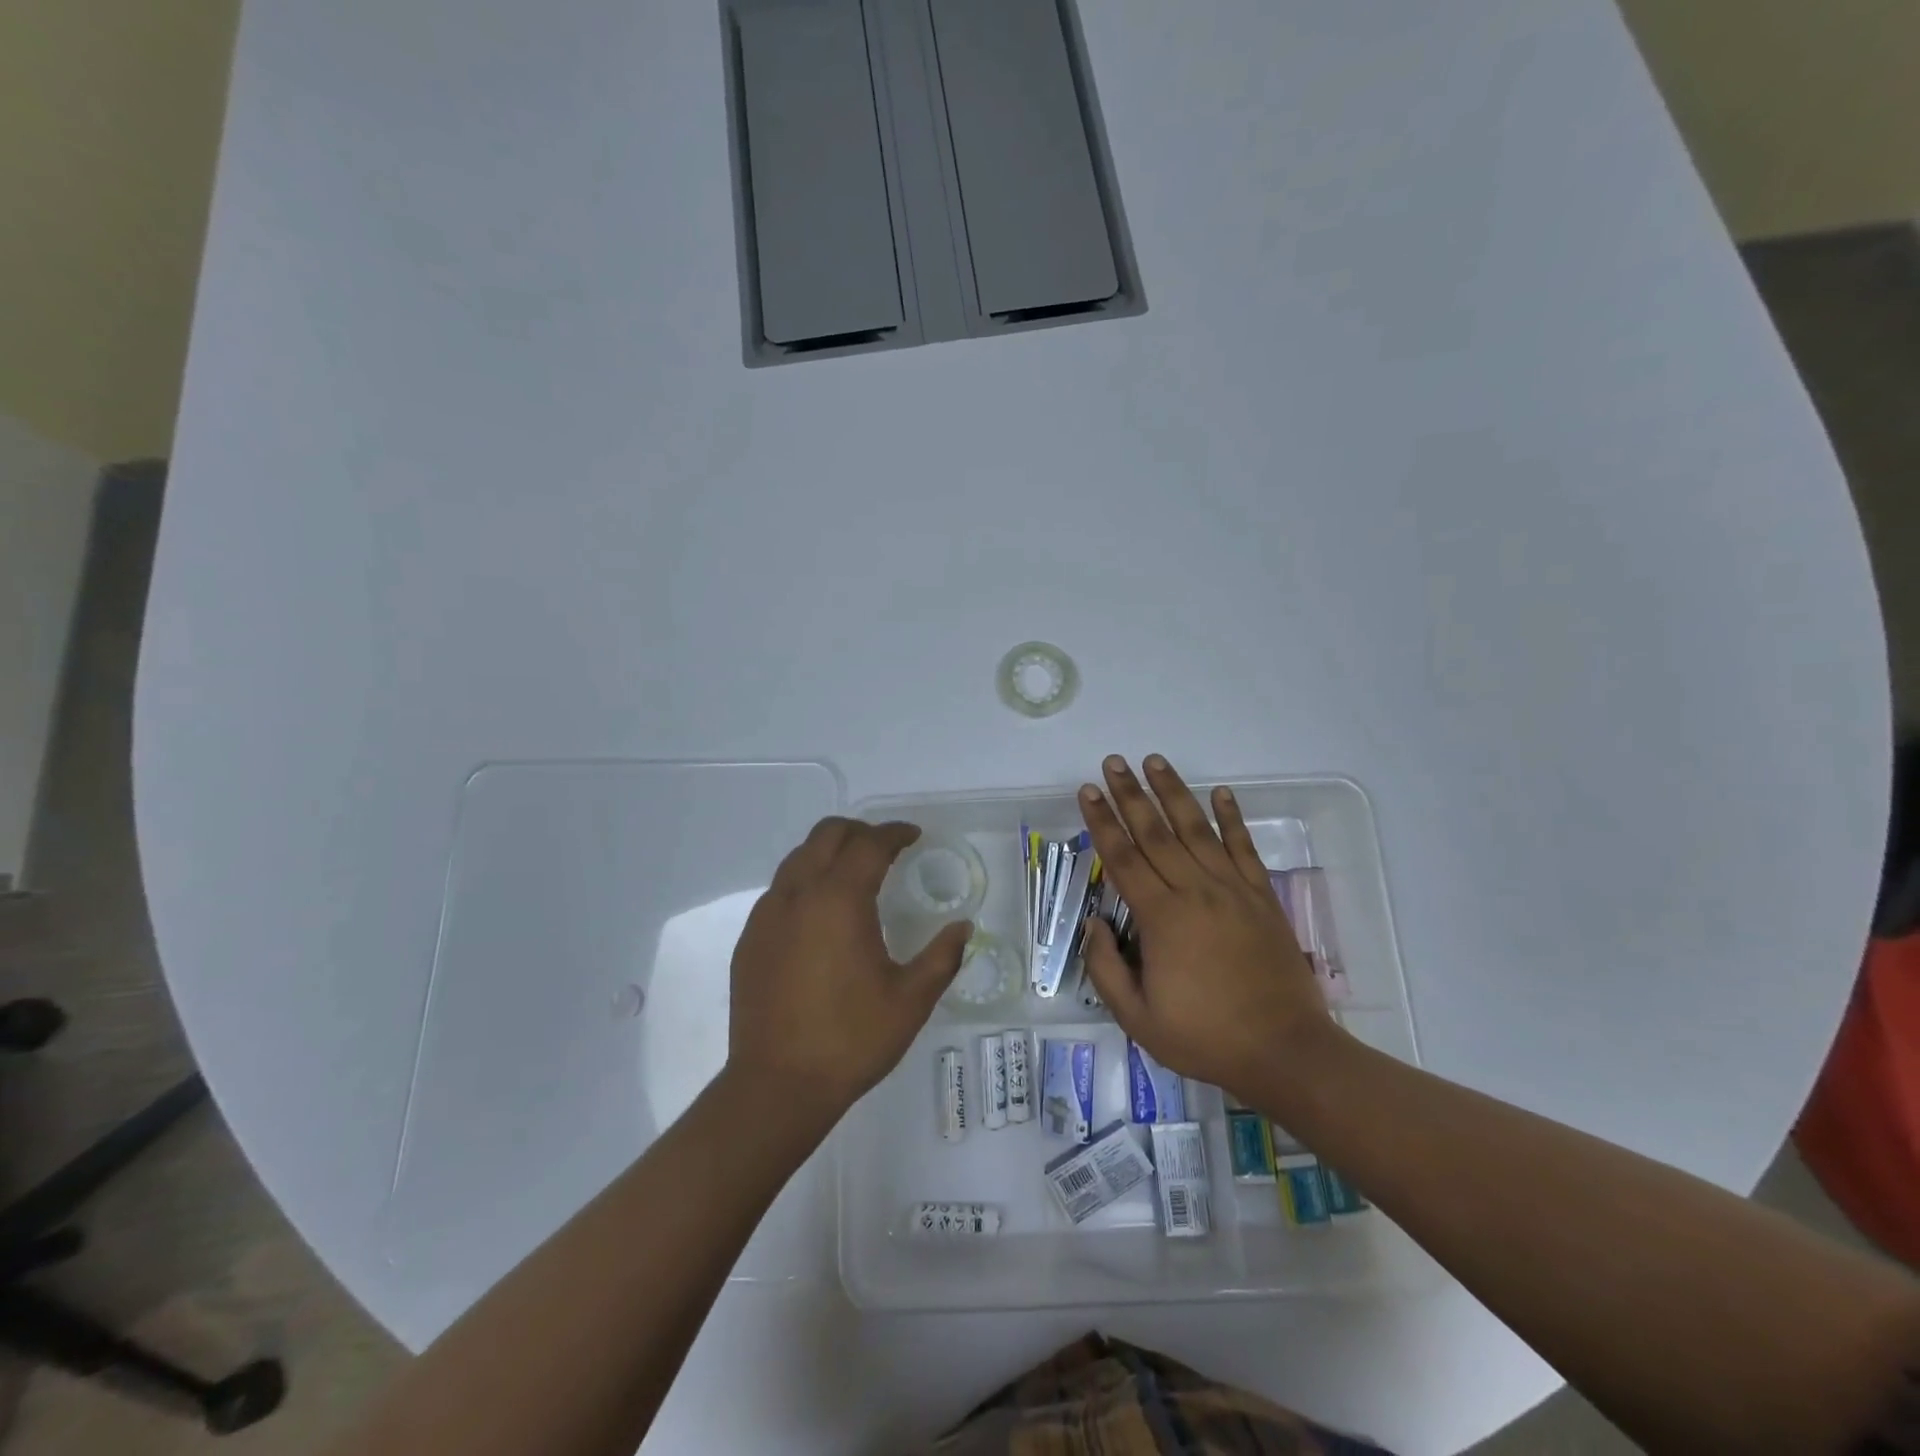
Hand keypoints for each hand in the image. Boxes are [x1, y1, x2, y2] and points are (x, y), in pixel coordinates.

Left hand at [728, 818, 970, 1123]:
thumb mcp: (911, 1000)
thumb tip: (962, 928)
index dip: (894, 833)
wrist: (777, 1085)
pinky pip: (780, 889)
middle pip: (826, 835)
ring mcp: (767, 915)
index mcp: (839, 900)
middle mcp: (799, 894)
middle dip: (859, 831)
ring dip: (829, 853)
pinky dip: (805, 881)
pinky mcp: (750, 939)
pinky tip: (820, 915)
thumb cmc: (851, 1039)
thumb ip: (942, 956)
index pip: (869, 844)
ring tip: (854, 875)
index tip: (913, 836)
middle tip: (885, 848)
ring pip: (798, 858)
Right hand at [1079, 755, 1333, 1100]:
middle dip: (1130, 794)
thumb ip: (1106, 968)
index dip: (1102, 822)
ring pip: (1197, 829)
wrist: (1284, 1050)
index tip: (1088, 790)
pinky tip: (1221, 792)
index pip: (1123, 858)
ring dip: (1173, 792)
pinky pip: (1244, 848)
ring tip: (1154, 761)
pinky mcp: (1262, 897)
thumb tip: (1093, 923)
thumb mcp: (1138, 1018)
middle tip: (1114, 762)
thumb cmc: (1205, 1037)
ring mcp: (1232, 890)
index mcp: (1161, 918)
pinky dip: (1232, 817)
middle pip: (1155, 832)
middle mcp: (1195, 891)